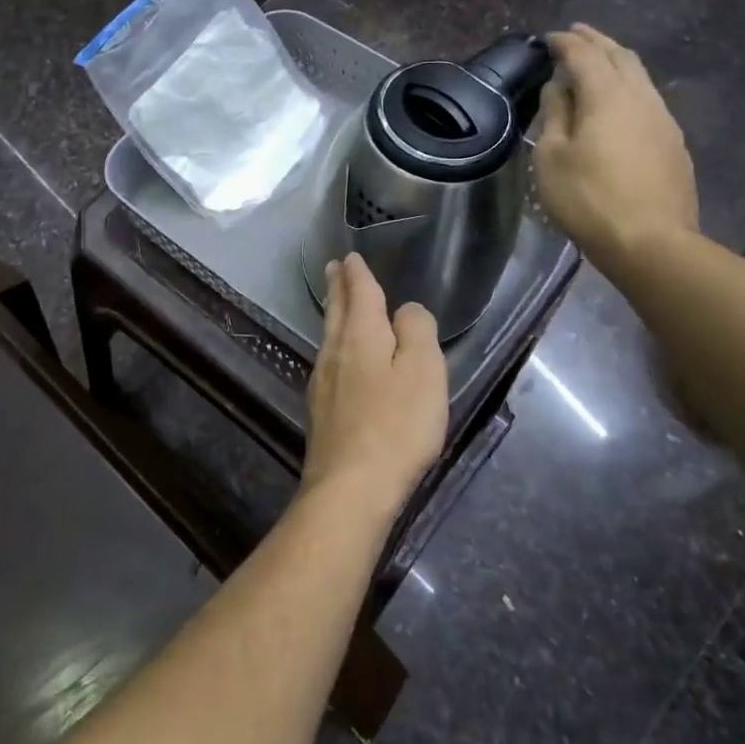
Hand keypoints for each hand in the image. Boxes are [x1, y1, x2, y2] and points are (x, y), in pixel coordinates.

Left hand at [301, 254, 447, 515]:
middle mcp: (334, 351)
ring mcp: (322, 382)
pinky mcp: (321, 410)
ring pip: (328, 336)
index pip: (359, 293)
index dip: (357, 273)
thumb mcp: (424, 371)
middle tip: (333, 268)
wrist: (352, 486)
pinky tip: (338, 356)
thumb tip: (405, 310)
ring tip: (337, 303)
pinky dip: (335, 345)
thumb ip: (416, 332)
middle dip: (337, 287)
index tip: (350, 257)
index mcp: (360, 335)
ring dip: (334, 314)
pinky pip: (328, 361)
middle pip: (336, 311)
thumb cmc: (397, 425)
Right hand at [534, 24, 697, 275]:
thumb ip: (555, 115)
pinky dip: (629, 86)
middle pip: (621, 57)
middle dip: (597, 41)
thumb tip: (559, 87)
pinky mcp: (674, 143)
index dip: (566, 43)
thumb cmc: (588, 198)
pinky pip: (649, 100)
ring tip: (599, 61)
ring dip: (617, 62)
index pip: (585, 55)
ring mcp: (664, 120)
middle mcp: (641, 98)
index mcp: (607, 96)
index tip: (549, 37)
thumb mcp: (552, 158)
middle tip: (577, 33)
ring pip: (640, 77)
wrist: (650, 241)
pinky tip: (620, 100)